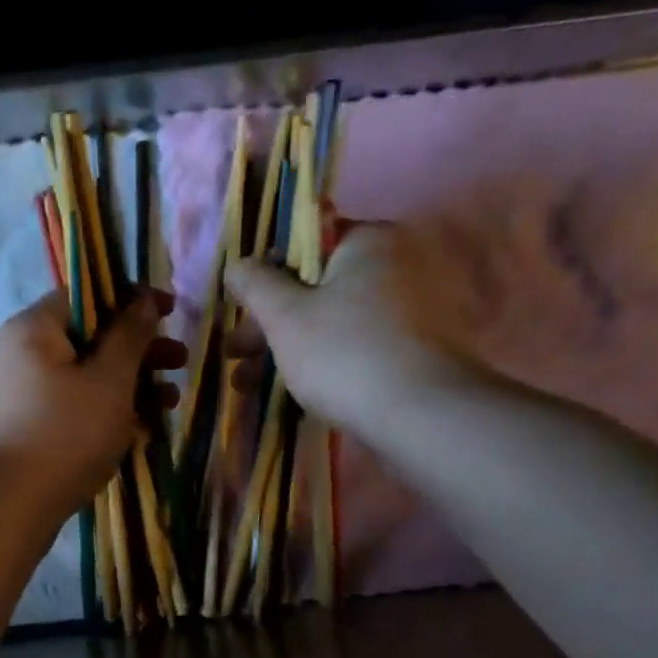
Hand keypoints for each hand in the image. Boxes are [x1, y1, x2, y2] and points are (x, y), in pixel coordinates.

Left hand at [0, 288, 184, 520]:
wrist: (3, 508)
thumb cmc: (63, 434)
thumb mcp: (109, 380)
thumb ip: (130, 336)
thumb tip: (143, 301)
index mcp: (35, 329)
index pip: (87, 295)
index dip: (133, 299)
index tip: (172, 312)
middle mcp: (21, 355)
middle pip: (88, 339)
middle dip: (139, 351)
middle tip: (180, 364)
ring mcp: (19, 397)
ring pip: (84, 379)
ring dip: (129, 387)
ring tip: (168, 406)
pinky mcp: (24, 433)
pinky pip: (72, 411)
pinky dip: (104, 415)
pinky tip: (138, 433)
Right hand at [223, 223, 484, 437]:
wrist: (421, 416)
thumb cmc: (344, 353)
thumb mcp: (284, 316)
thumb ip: (254, 284)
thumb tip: (237, 264)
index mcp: (370, 241)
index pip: (306, 244)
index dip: (266, 277)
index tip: (242, 313)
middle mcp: (400, 263)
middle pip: (318, 287)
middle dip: (271, 324)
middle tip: (236, 356)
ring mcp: (415, 307)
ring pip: (335, 321)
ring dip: (289, 348)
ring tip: (249, 385)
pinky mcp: (420, 348)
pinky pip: (360, 344)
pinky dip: (326, 361)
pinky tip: (295, 390)